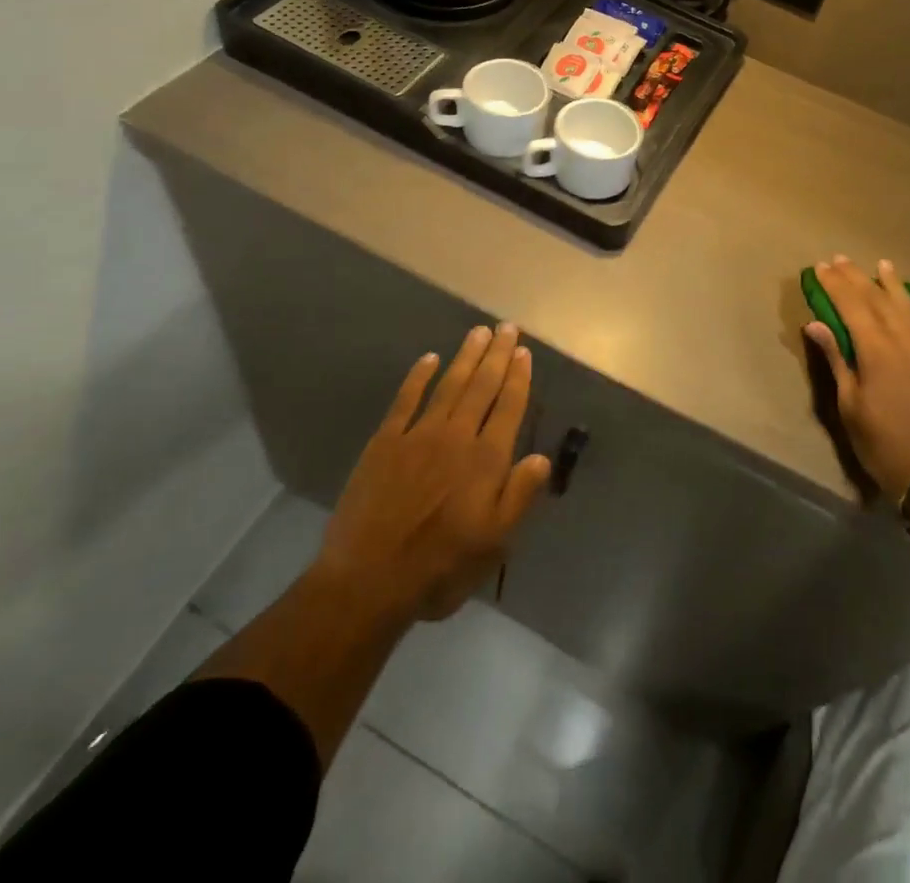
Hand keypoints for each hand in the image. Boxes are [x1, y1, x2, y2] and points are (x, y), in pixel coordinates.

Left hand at [315, 323, 551, 623]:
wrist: (367, 580)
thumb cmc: (440, 568)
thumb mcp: (494, 543)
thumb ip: (519, 496)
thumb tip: (541, 457)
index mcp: (486, 461)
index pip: (508, 408)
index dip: (518, 378)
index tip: (524, 352)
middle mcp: (456, 437)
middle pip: (481, 387)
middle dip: (497, 355)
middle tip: (507, 327)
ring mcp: (418, 435)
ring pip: (449, 385)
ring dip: (465, 357)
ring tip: (478, 332)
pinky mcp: (385, 442)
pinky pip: (405, 399)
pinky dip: (418, 377)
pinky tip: (428, 359)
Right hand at [804, 256, 909, 503]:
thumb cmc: (884, 444)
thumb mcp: (850, 406)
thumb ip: (836, 360)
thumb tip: (816, 324)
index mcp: (876, 349)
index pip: (851, 304)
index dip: (834, 284)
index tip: (820, 267)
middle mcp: (905, 339)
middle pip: (877, 298)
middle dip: (856, 277)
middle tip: (840, 259)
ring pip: (908, 305)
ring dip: (892, 283)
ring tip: (882, 265)